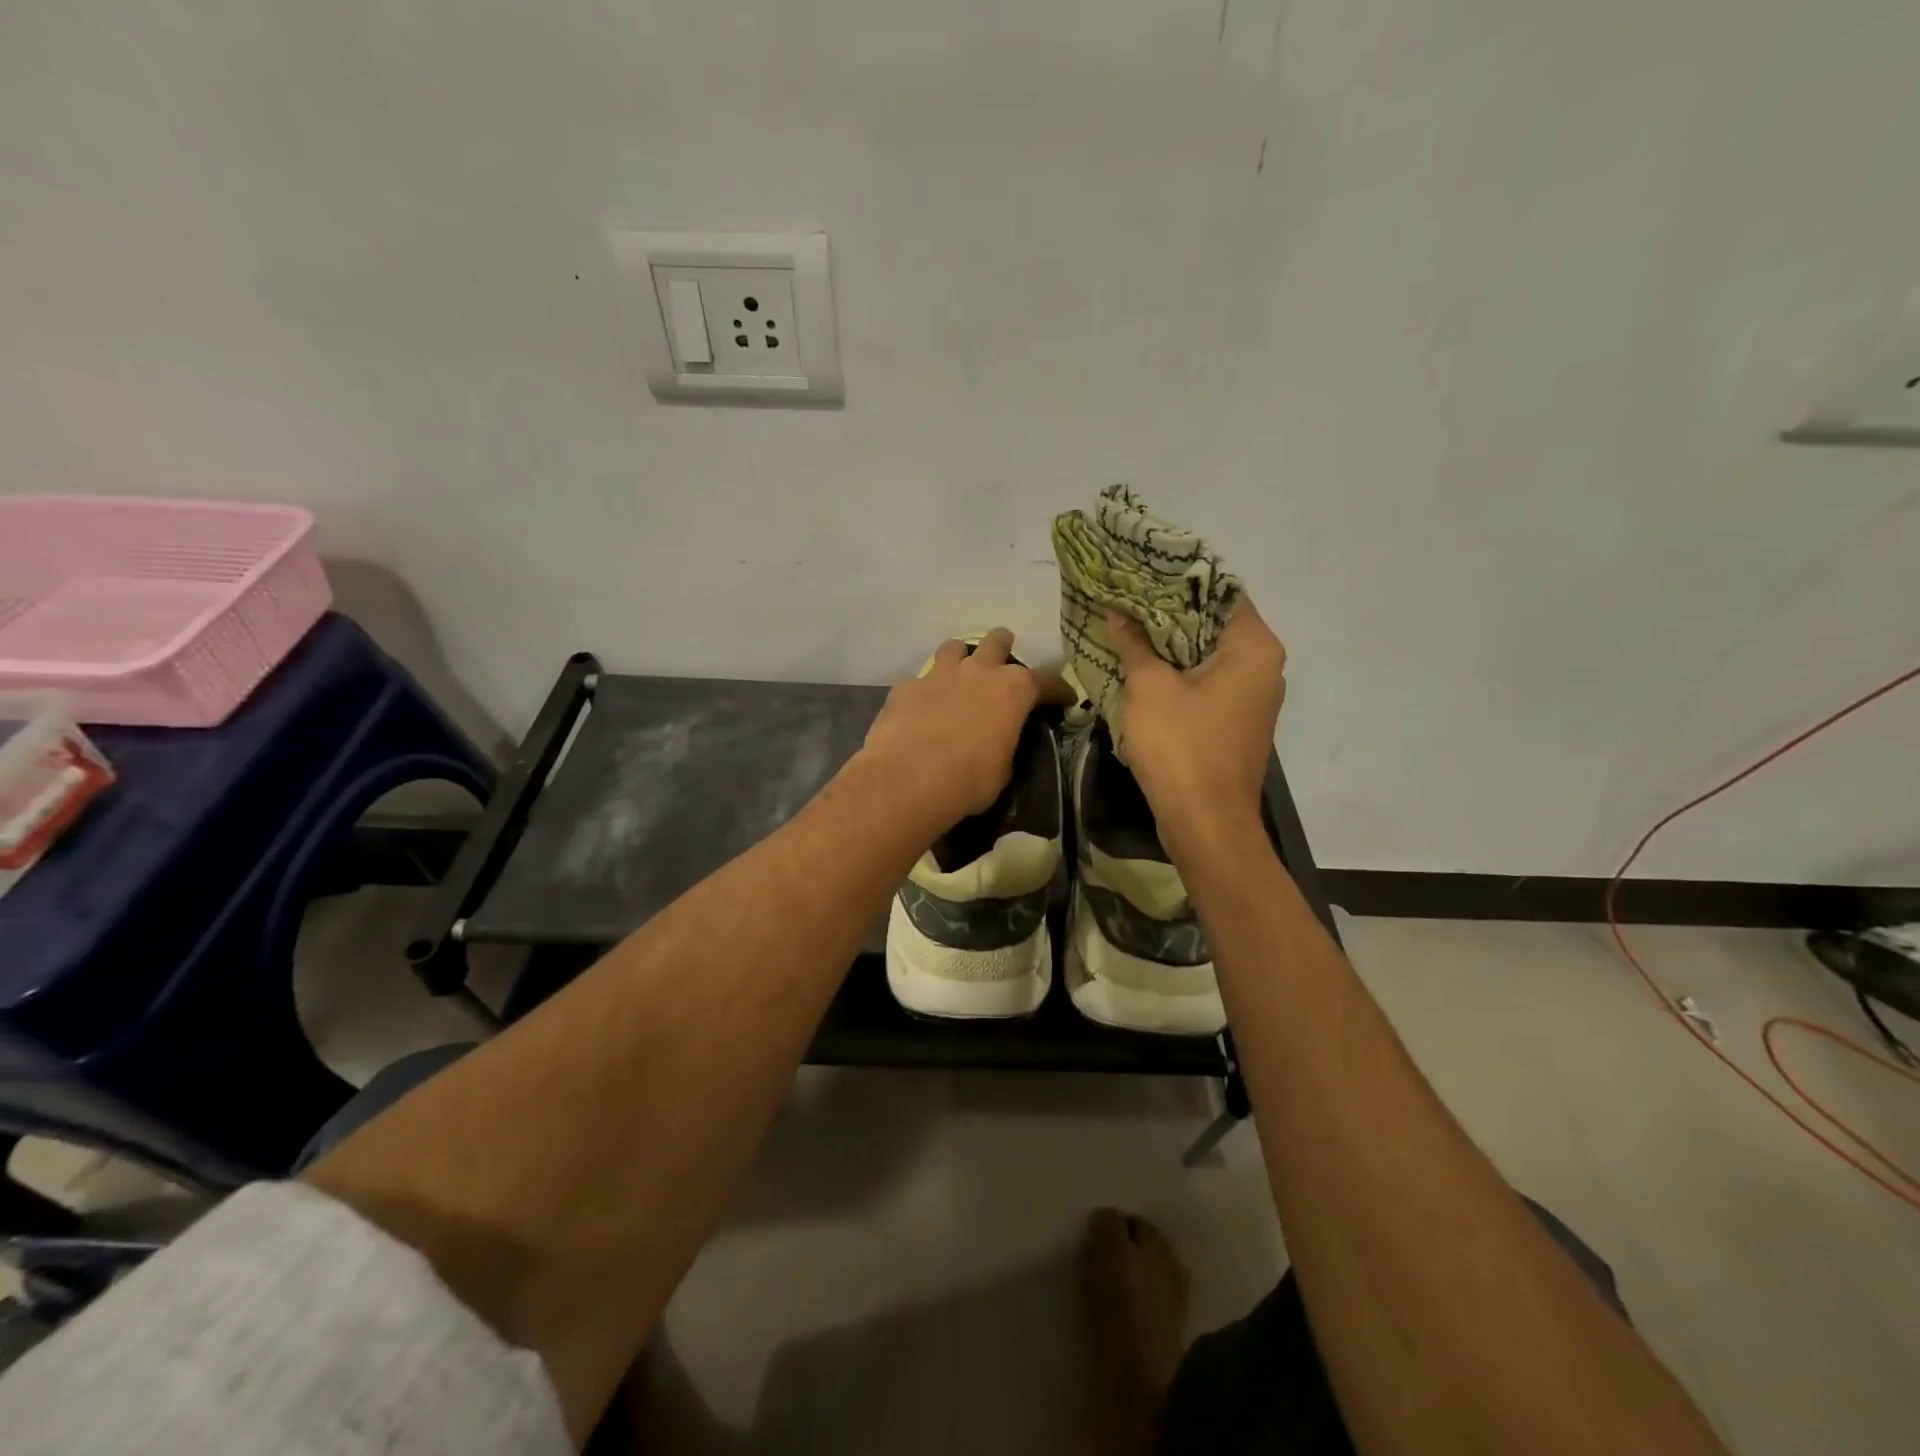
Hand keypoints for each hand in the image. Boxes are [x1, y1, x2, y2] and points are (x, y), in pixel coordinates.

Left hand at [857, 628, 1061, 835]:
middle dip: (1004, 649)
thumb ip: (1005, 745)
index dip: (1058, 690)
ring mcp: (939, 674)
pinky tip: (922, 709)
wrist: (908, 780)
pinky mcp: (906, 686)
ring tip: (960, 677)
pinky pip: (919, 680)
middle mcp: (979, 670)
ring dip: (961, 659)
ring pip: (954, 647)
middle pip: (997, 641)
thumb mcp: (1003, 770)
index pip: (1047, 680)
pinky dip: (925, 691)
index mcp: (1013, 690)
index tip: (1065, 699)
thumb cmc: (968, 780)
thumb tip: (998, 744)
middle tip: (1002, 669)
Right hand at [1107, 601, 1286, 846]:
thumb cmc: (1182, 747)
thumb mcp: (1150, 688)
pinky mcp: (1236, 723)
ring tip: (1127, 625)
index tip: (1141, 569)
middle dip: (1168, 612)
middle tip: (1126, 596)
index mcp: (1253, 647)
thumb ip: (1135, 644)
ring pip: (1207, 656)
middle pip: (1213, 624)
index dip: (1178, 579)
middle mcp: (1263, 667)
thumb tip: (1118, 612)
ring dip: (1170, 644)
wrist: (1205, 823)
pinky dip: (1178, 673)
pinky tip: (1141, 666)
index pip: (1219, 591)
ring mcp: (1252, 698)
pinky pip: (1206, 683)